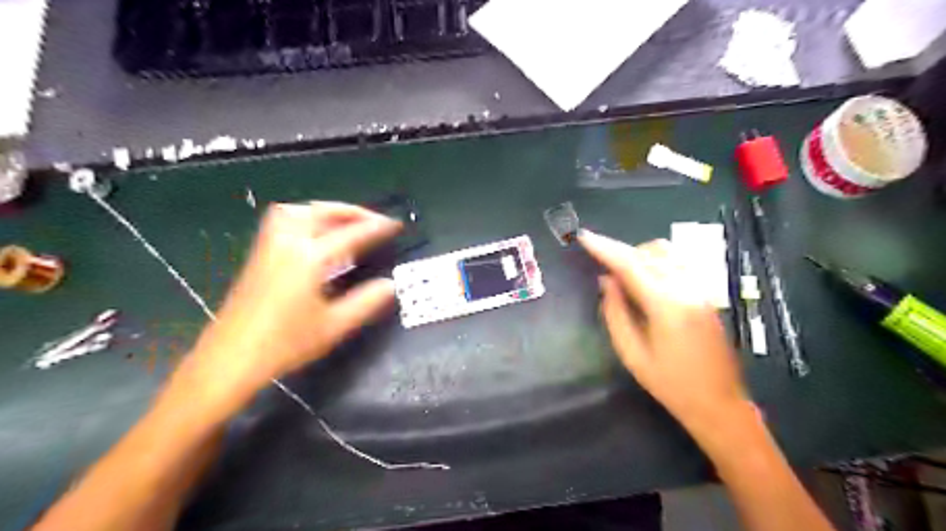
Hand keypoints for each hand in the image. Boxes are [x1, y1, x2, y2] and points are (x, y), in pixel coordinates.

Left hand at [189, 202, 402, 400]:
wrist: (230, 358)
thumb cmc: (285, 343)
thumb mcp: (334, 326)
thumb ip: (366, 302)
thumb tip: (391, 284)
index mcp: (310, 258)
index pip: (351, 234)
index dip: (377, 227)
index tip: (396, 225)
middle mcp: (288, 244)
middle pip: (320, 211)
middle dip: (350, 211)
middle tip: (373, 220)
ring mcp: (269, 248)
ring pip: (297, 212)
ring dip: (325, 211)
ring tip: (344, 222)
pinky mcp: (259, 257)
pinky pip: (283, 222)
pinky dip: (305, 218)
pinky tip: (314, 236)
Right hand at [581, 231, 749, 433]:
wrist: (719, 403)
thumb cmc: (670, 384)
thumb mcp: (632, 354)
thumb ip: (616, 313)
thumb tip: (606, 281)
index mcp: (665, 304)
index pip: (630, 264)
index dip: (604, 248)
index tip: (584, 237)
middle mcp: (686, 288)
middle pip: (648, 252)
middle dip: (619, 250)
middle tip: (598, 260)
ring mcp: (700, 288)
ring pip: (666, 252)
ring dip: (639, 253)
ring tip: (620, 270)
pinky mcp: (706, 293)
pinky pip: (678, 262)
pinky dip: (656, 260)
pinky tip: (645, 276)